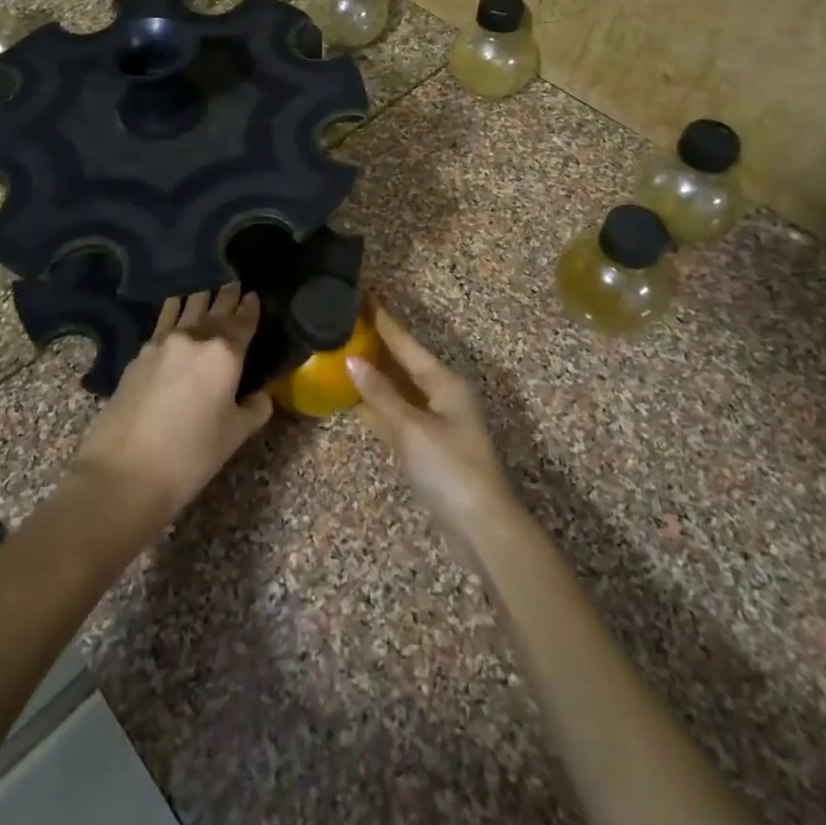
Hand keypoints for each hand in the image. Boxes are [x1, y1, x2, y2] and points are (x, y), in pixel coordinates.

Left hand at [71, 285, 271, 524]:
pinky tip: (174, 307)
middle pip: (215, 309)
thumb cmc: (191, 455)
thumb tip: (262, 394)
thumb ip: (254, 409)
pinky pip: (163, 321)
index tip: (253, 294)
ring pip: (186, 308)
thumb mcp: (234, 436)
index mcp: (225, 354)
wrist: (125, 472)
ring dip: (200, 297)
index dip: (250, 307)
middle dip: (227, 296)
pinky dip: (173, 310)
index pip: (243, 322)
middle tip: (233, 282)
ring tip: (206, 287)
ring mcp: (163, 343)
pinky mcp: (139, 354)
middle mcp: (195, 337)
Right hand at [347, 307, 516, 545]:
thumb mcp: (412, 429)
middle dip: (378, 345)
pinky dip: (377, 406)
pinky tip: (356, 400)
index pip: (407, 344)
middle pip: (404, 364)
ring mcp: (436, 423)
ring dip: (375, 375)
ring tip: (345, 354)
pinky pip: (397, 415)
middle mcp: (442, 396)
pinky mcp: (428, 448)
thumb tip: (351, 360)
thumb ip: (380, 395)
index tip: (364, 296)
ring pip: (399, 390)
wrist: (480, 528)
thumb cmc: (450, 469)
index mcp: (445, 383)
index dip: (384, 322)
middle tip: (348, 323)